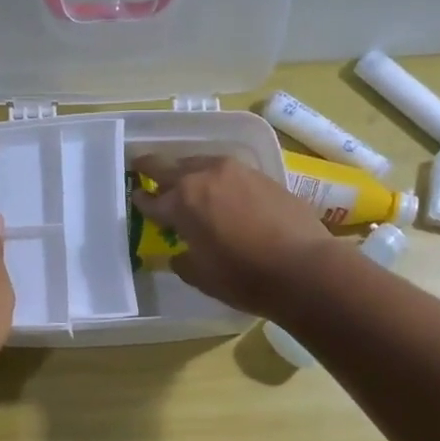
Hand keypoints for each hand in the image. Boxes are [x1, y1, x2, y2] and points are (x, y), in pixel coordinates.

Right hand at [130, 154, 336, 318]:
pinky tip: (222, 191)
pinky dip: (217, 178)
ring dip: (188, 170)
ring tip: (186, 180)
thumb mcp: (202, 277)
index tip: (136, 197)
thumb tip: (180, 254)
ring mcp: (236, 172)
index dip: (141, 201)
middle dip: (153, 168)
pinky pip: (228, 171)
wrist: (303, 267)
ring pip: (201, 163)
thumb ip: (184, 260)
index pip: (152, 199)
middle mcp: (204, 177)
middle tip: (142, 166)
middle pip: (171, 166)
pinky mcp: (262, 176)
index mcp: (182, 202)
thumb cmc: (244, 277)